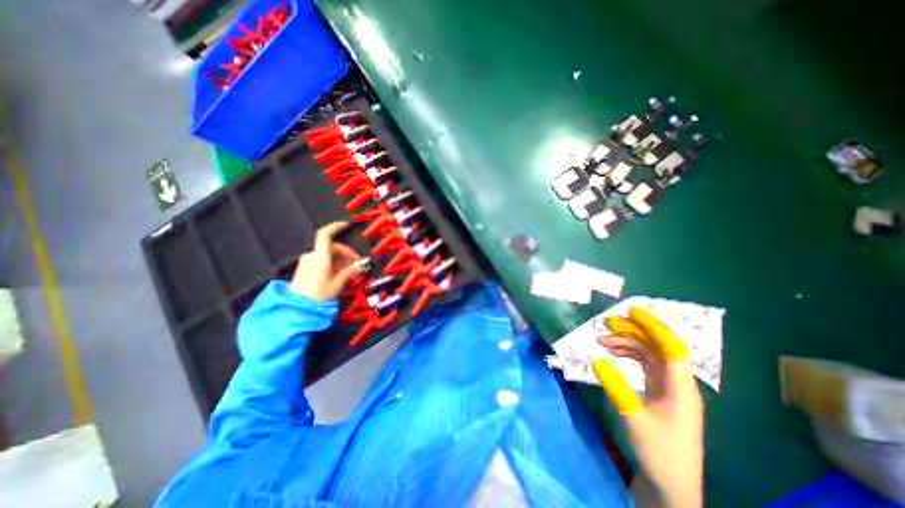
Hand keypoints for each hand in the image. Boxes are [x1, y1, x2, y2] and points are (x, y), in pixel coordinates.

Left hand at [288, 220, 363, 298]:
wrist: (298, 310)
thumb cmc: (319, 295)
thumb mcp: (338, 283)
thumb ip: (350, 271)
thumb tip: (362, 264)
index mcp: (319, 257)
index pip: (325, 235)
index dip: (335, 227)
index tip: (346, 225)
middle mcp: (312, 256)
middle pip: (331, 247)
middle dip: (346, 253)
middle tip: (357, 264)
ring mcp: (307, 263)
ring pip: (327, 255)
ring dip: (341, 260)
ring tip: (351, 271)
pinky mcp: (306, 270)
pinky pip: (322, 261)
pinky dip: (333, 264)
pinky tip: (340, 273)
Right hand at [595, 307, 705, 505]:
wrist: (671, 487)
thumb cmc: (659, 454)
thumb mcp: (634, 419)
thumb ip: (616, 387)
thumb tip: (597, 360)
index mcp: (681, 389)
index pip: (672, 348)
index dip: (654, 327)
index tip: (632, 311)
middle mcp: (677, 384)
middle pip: (657, 347)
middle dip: (633, 331)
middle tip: (606, 323)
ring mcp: (668, 389)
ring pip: (648, 355)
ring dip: (626, 344)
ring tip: (602, 339)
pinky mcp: (658, 394)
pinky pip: (643, 366)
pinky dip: (627, 356)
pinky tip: (612, 354)